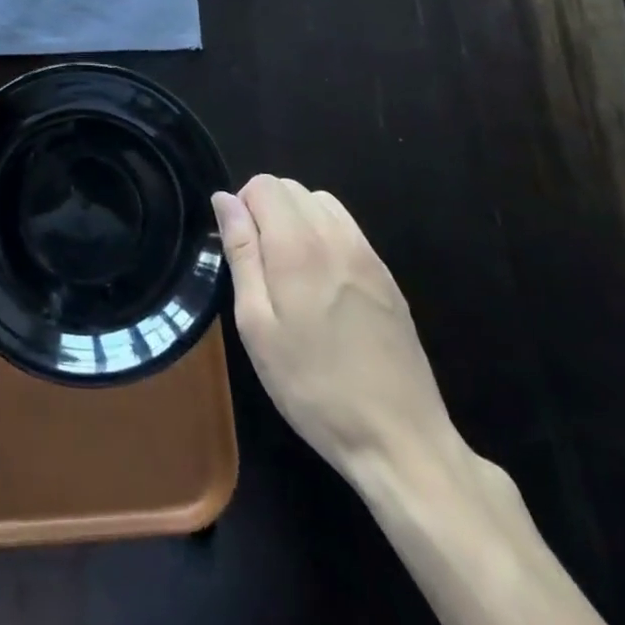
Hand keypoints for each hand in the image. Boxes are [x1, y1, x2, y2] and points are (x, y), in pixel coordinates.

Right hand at [213, 175, 453, 481]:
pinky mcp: (387, 275)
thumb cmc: (312, 385)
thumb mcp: (256, 325)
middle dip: (266, 209)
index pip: (262, 184)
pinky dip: (324, 234)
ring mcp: (366, 253)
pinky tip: (322, 283)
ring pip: (320, 202)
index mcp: (296, 244)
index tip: (239, 249)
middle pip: (291, 187)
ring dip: (296, 218)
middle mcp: (334, 235)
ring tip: (290, 270)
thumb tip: (225, 200)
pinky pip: (346, 228)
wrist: (399, 439)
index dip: (241, 206)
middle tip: (260, 265)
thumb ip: (241, 253)